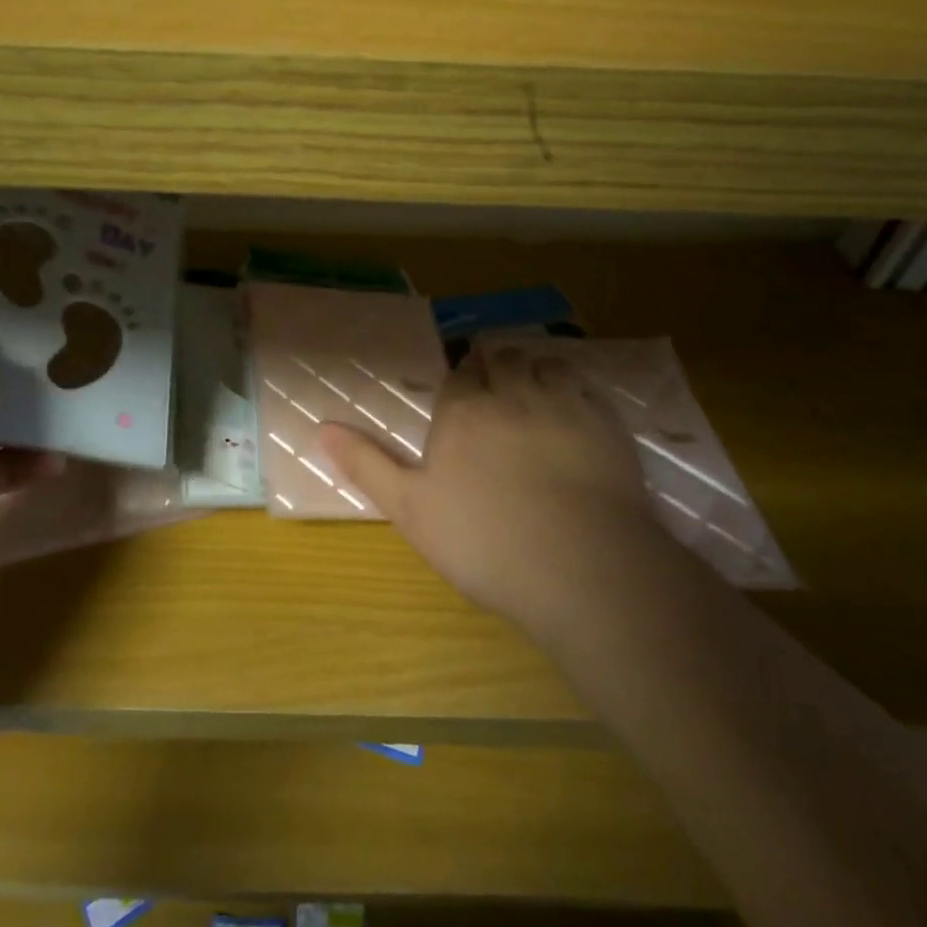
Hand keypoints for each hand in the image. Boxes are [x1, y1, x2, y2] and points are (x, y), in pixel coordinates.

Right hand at [318, 341, 657, 644]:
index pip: (460, 376)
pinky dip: (574, 387)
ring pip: (544, 364)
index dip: (462, 379)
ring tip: (531, 389)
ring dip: (533, 369)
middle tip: (496, 387)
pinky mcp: (606, 423)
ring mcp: (563, 404)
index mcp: (463, 411)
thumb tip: (321, 426)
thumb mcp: (411, 509)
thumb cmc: (485, 541)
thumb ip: (366, 463)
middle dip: (495, 365)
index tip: (463, 391)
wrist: (582, 567)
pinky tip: (573, 408)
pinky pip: (585, 385)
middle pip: (502, 360)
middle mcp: (511, 393)